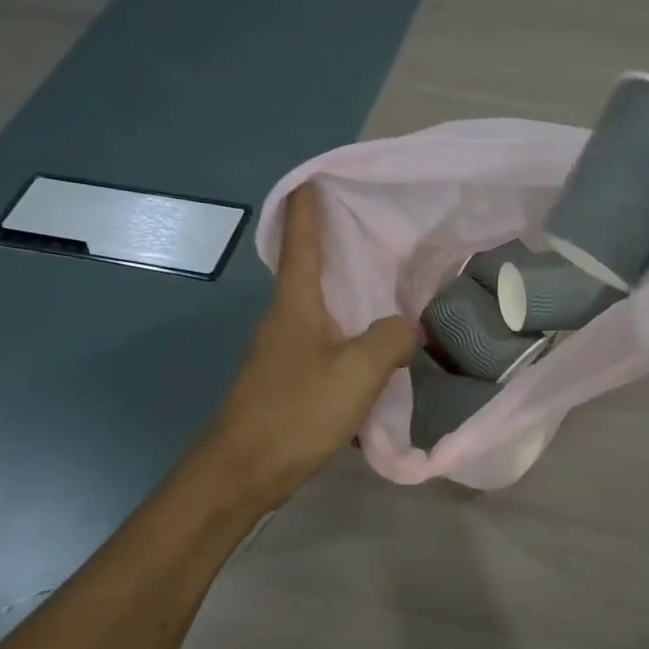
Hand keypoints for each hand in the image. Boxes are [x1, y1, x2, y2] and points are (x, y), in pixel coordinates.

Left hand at [192, 184, 414, 512]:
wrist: (243, 472)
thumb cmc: (296, 412)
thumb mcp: (356, 372)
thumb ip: (390, 340)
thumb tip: (405, 329)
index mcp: (296, 304)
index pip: (300, 242)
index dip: (307, 207)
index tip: (315, 176)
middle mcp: (287, 318)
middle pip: (311, 269)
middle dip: (336, 243)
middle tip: (375, 224)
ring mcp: (286, 349)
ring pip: (324, 308)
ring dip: (349, 292)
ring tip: (389, 281)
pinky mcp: (292, 378)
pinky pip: (330, 342)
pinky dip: (353, 333)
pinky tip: (380, 347)